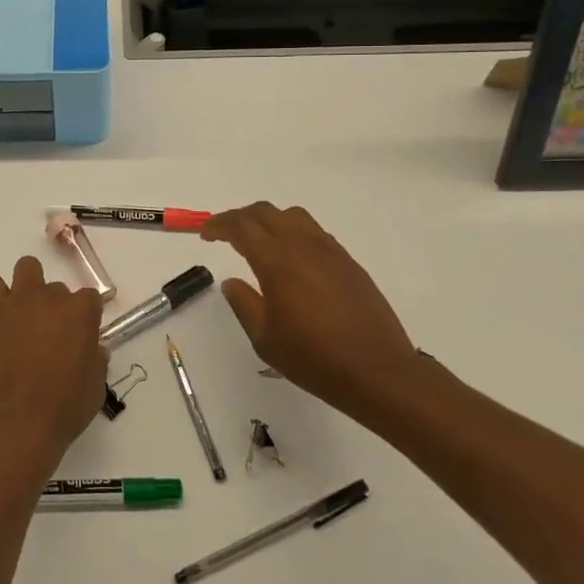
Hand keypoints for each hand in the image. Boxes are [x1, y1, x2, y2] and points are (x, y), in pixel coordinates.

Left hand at [0, 256, 108, 484]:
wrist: (18, 425)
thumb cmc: (64, 410)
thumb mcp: (95, 387)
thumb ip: (96, 360)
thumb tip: (94, 348)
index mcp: (82, 313)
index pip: (89, 298)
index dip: (84, 318)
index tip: (79, 337)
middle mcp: (52, 298)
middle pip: (57, 288)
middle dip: (55, 307)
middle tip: (48, 336)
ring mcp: (20, 302)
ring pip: (27, 268)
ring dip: (28, 287)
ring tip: (23, 316)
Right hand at [202, 203, 419, 423]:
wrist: (378, 371)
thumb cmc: (314, 358)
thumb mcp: (265, 338)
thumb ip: (243, 303)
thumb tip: (232, 282)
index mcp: (276, 260)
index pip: (241, 226)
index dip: (219, 225)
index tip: (206, 235)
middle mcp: (302, 246)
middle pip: (265, 212)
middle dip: (240, 217)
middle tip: (225, 234)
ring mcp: (329, 251)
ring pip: (293, 216)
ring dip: (269, 220)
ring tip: (259, 241)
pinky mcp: (348, 262)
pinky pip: (314, 232)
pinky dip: (294, 233)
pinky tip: (292, 258)